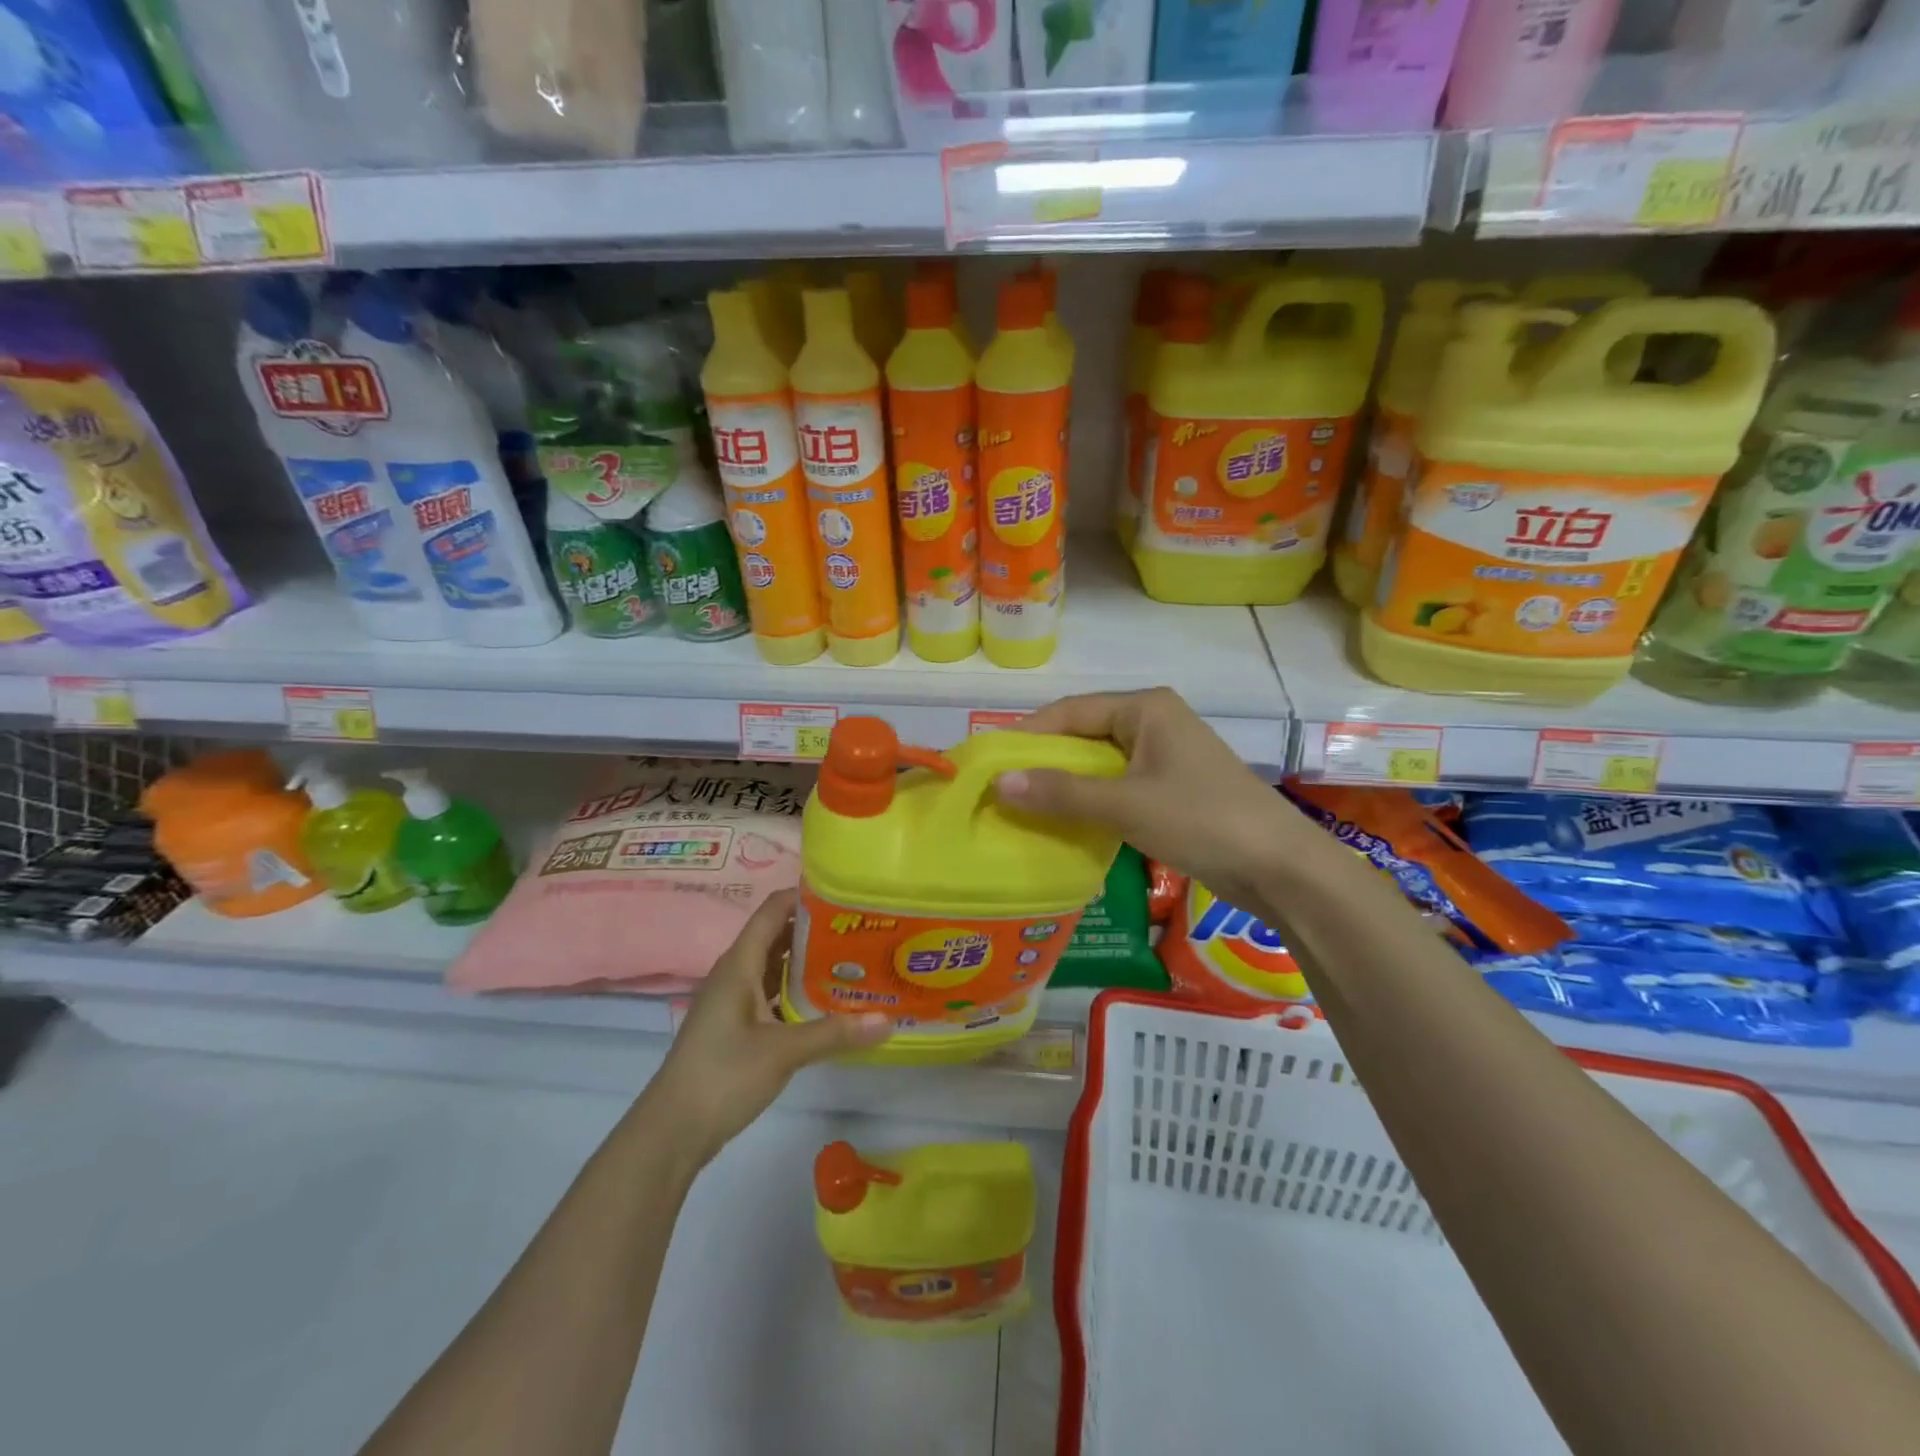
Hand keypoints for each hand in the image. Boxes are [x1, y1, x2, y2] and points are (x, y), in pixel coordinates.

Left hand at [645, 890, 889, 1162]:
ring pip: (775, 967)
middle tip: (860, 930)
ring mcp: (734, 1001)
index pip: (773, 911)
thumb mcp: (783, 1051)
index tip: (845, 896)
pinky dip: (798, 992)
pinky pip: (772, 994)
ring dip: (809, 962)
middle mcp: (735, 974)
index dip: (805, 896)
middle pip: (778, 936)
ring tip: (853, 960)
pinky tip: (827, 1004)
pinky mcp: (736, 1027)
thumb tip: (886, 1020)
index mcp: (739, 964)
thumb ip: (835, 1032)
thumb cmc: (723, 1075)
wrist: (671, 1132)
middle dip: (816, 930)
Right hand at [994, 688, 1308, 911]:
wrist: (1280, 867)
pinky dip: (1090, 803)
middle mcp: (1153, 723)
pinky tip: (1064, 824)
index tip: (989, 763)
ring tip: (1022, 809)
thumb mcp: (1125, 805)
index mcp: (1145, 708)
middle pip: (1083, 735)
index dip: (1028, 735)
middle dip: (1044, 762)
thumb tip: (998, 783)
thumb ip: (1061, 793)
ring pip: (1099, 764)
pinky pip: (1117, 787)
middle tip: (1000, 790)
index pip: (1070, 711)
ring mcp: (1164, 756)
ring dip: (1065, 786)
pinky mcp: (1171, 788)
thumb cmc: (1202, 820)